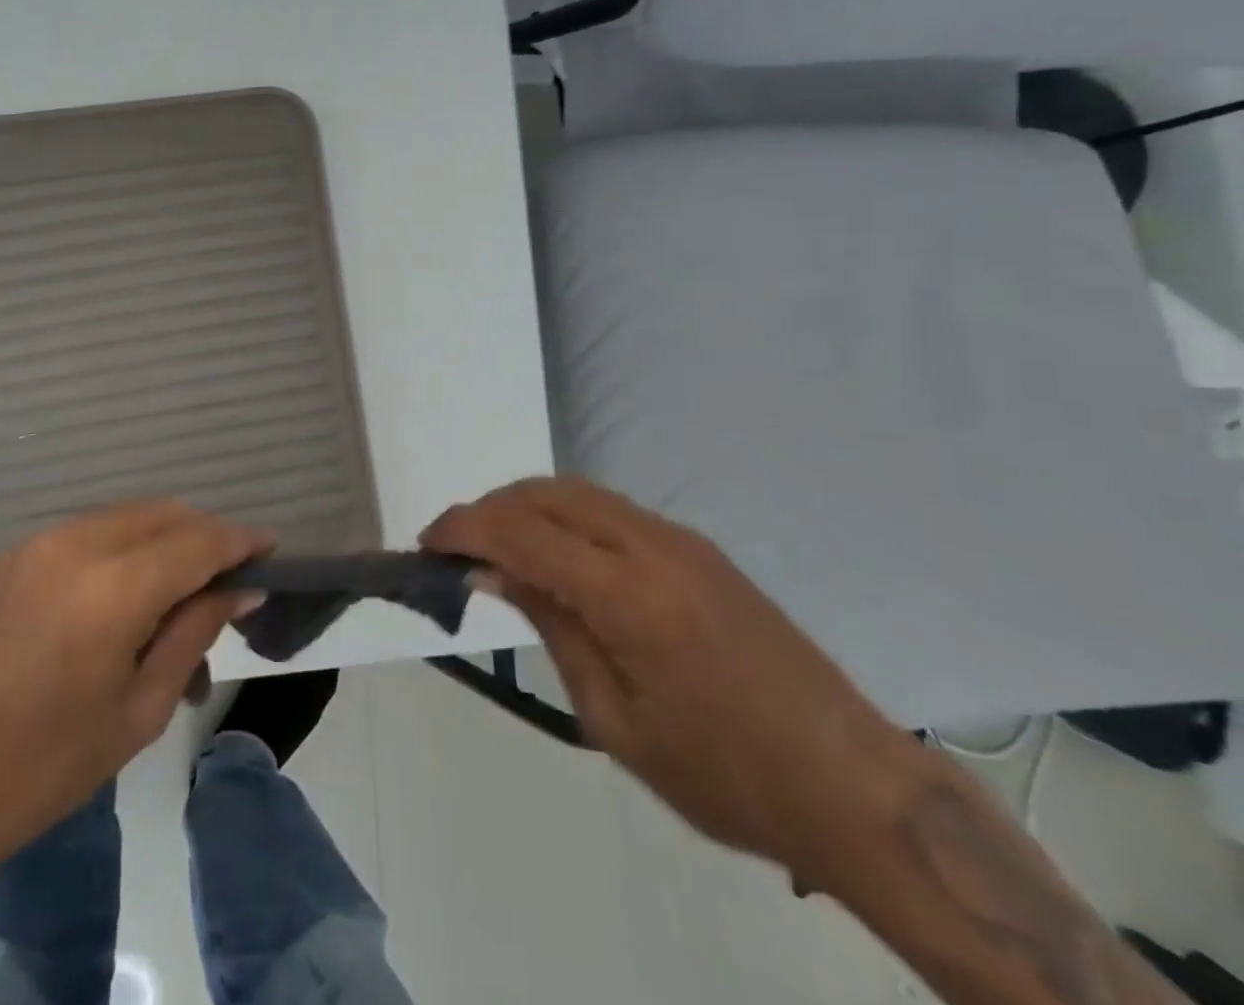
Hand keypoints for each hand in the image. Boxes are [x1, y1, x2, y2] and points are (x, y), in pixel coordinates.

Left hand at [0, 499, 272, 869]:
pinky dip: (114, 550)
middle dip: (203, 535)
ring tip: (172, 595)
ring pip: (120, 518)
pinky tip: (113, 599)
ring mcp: (30, 544)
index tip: (270, 548)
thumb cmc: (38, 771)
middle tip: (225, 578)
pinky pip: (78, 535)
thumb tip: (239, 590)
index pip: (199, 540)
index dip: (241, 540)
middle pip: (162, 513)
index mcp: (113, 586)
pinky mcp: (0, 558)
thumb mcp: (136, 712)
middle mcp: (74, 544)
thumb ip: (193, 634)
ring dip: (159, 541)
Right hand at [423, 478, 921, 891]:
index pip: (523, 532)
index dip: (465, 528)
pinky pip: (610, 510)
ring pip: (578, 492)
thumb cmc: (725, 775)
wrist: (854, 787)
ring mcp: (681, 540)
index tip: (426, 542)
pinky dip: (564, 518)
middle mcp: (653, 545)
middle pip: (547, 494)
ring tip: (495, 548)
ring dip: (525, 507)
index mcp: (630, 595)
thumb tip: (494, 571)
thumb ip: (551, 627)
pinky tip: (554, 557)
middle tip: (455, 547)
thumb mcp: (615, 719)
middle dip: (490, 509)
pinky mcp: (698, 549)